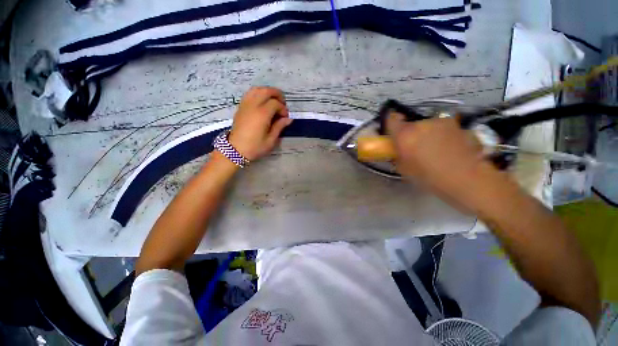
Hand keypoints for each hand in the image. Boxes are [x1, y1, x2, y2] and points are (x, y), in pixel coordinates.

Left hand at [228, 87, 292, 160]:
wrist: (235, 150)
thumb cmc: (255, 147)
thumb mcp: (271, 140)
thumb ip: (280, 126)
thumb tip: (289, 119)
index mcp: (262, 114)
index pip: (275, 103)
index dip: (283, 108)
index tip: (285, 117)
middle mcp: (253, 106)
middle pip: (266, 91)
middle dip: (277, 94)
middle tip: (283, 104)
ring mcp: (245, 105)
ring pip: (257, 89)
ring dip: (267, 92)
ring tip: (273, 101)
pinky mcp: (240, 107)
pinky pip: (250, 94)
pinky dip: (258, 93)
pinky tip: (263, 102)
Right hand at [386, 112, 499, 209]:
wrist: (468, 179)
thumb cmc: (430, 177)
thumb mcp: (405, 170)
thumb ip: (397, 156)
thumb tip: (397, 151)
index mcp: (405, 135)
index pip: (391, 119)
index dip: (390, 124)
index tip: (393, 133)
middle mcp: (421, 124)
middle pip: (409, 124)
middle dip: (410, 134)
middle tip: (415, 148)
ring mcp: (440, 122)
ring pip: (426, 126)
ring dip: (425, 134)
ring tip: (434, 149)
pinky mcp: (456, 125)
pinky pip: (440, 128)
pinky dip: (440, 135)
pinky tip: (447, 148)